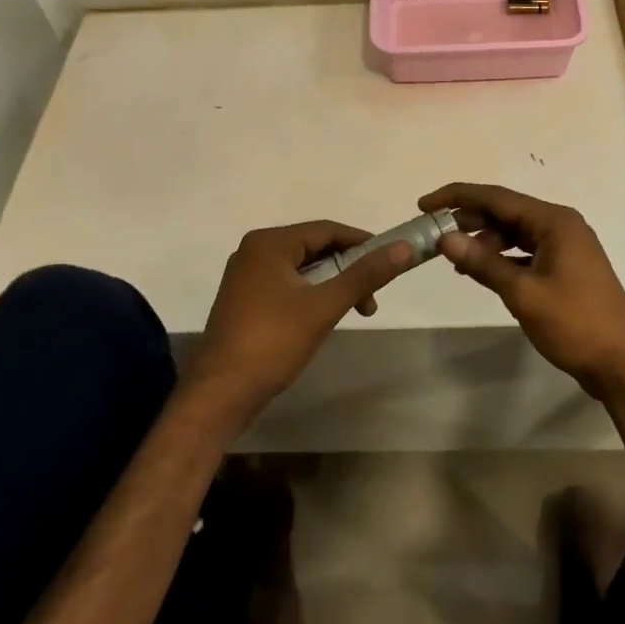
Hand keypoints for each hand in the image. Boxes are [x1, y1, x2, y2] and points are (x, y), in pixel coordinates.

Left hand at [188, 222, 413, 422]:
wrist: (221, 393)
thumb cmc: (273, 342)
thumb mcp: (324, 306)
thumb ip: (364, 275)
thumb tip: (403, 248)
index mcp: (268, 243)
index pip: (326, 230)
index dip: (362, 242)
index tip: (391, 260)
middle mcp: (254, 252)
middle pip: (314, 248)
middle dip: (348, 269)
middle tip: (372, 298)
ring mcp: (247, 277)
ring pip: (302, 269)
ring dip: (333, 285)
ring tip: (355, 312)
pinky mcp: (246, 301)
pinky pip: (288, 286)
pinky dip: (313, 296)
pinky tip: (325, 318)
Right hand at [418, 183, 624, 397]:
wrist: (622, 363)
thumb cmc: (574, 323)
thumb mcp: (522, 293)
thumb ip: (482, 263)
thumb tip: (445, 238)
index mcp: (554, 221)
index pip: (496, 197)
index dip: (457, 197)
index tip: (424, 204)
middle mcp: (561, 225)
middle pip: (506, 211)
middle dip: (469, 219)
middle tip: (433, 232)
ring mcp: (566, 247)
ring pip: (515, 232)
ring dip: (485, 241)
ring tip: (454, 257)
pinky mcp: (566, 267)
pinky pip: (526, 251)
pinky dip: (502, 257)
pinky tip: (481, 271)